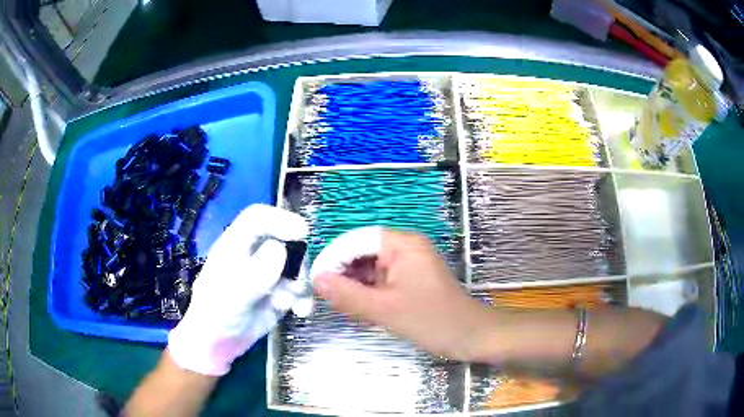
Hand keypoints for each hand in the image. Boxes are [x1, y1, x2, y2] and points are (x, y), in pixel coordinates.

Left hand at [168, 204, 309, 375]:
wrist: (218, 345)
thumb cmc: (215, 317)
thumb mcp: (231, 298)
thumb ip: (254, 275)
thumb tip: (281, 249)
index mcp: (234, 246)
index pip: (256, 218)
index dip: (279, 218)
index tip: (301, 232)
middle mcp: (253, 254)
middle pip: (283, 240)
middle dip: (297, 258)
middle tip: (300, 281)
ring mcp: (268, 273)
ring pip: (296, 264)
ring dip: (302, 282)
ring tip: (296, 305)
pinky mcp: (279, 292)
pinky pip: (300, 287)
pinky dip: (304, 297)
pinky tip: (301, 312)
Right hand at [311, 227, 494, 360]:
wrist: (471, 336)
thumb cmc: (433, 320)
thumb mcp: (385, 309)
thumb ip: (348, 294)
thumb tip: (317, 280)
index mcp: (402, 244)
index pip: (356, 240)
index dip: (334, 258)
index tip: (317, 282)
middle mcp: (405, 248)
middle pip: (363, 253)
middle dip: (344, 274)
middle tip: (328, 298)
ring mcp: (409, 264)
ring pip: (371, 268)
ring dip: (355, 286)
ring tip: (342, 306)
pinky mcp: (411, 280)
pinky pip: (382, 281)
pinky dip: (369, 293)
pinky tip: (360, 309)